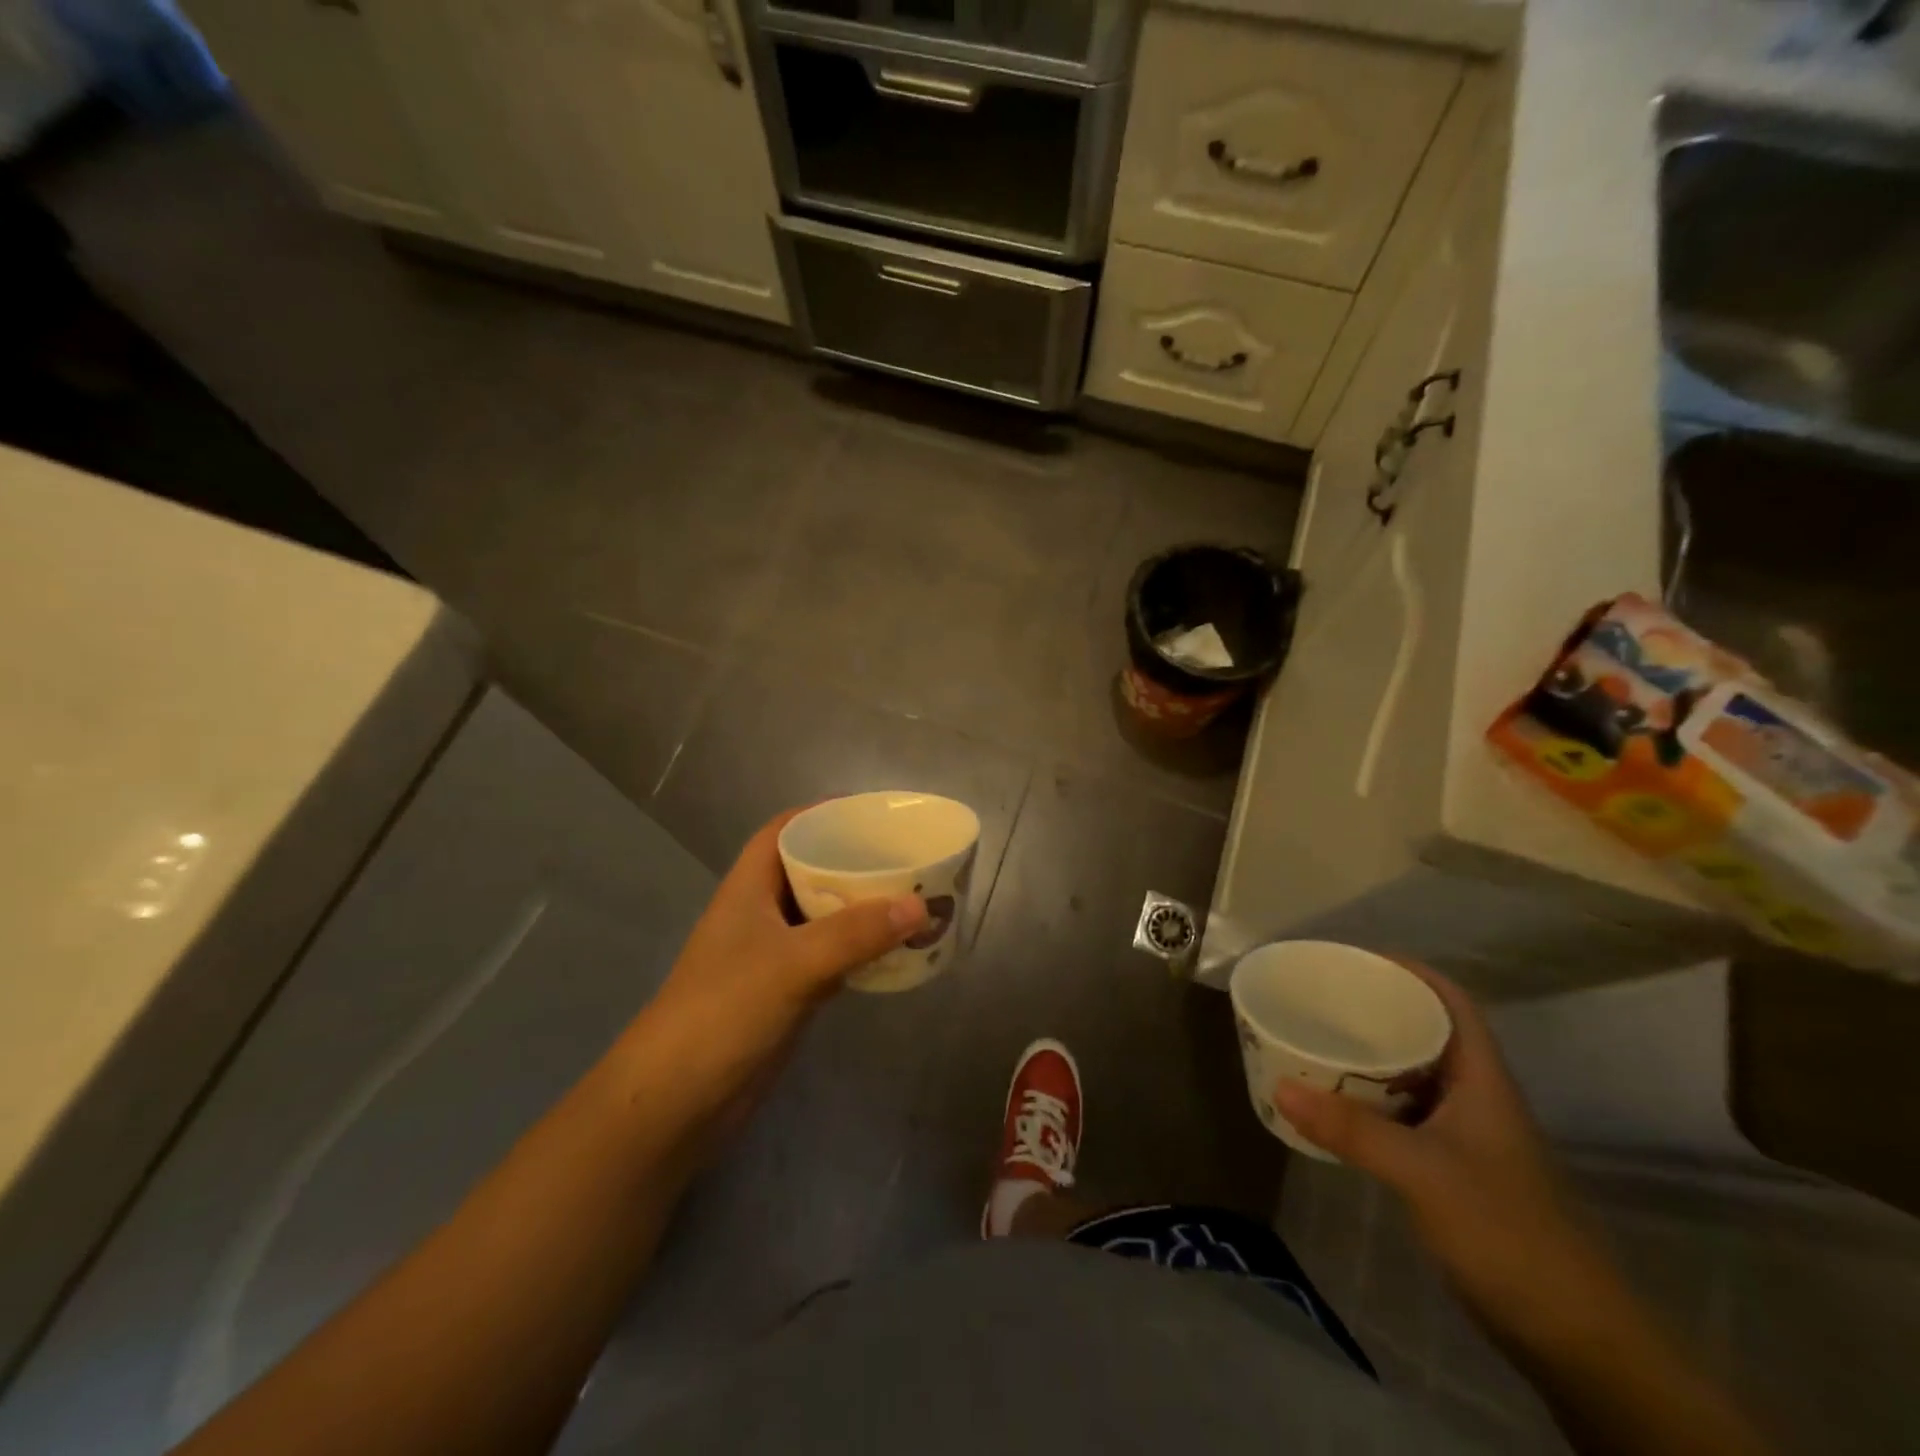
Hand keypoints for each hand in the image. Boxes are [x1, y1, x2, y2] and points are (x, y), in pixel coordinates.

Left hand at [625, 809, 927, 1154]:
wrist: (677, 1100)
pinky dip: (860, 950)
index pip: (785, 830)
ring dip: (862, 908)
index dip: (823, 813)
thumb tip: (920, 905)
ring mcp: (772, 954)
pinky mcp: (785, 992)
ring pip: (824, 916)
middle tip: (906, 856)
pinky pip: (830, 957)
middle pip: (810, 870)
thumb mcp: (792, 963)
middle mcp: (761, 912)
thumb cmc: (724, 1010)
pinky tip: (894, 950)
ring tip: (912, 895)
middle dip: (854, 860)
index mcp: (750, 886)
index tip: (872, 812)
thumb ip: (856, 933)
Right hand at [1273, 963, 1617, 1351]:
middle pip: (1425, 1032)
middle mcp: (1473, 1097)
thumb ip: (1351, 1129)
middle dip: (1375, 1009)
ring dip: (1368, 1057)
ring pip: (1410, 1076)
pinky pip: (1401, 1115)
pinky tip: (1334, 1107)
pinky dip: (1367, 1102)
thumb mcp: (1423, 1172)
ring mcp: (1464, 1135)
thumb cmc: (1507, 1233)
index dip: (1409, 970)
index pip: (1451, 1002)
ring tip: (1315, 1041)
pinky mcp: (1451, 1170)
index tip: (1355, 958)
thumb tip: (1281, 1085)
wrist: (1574, 1338)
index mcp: (1480, 1079)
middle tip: (1319, 998)